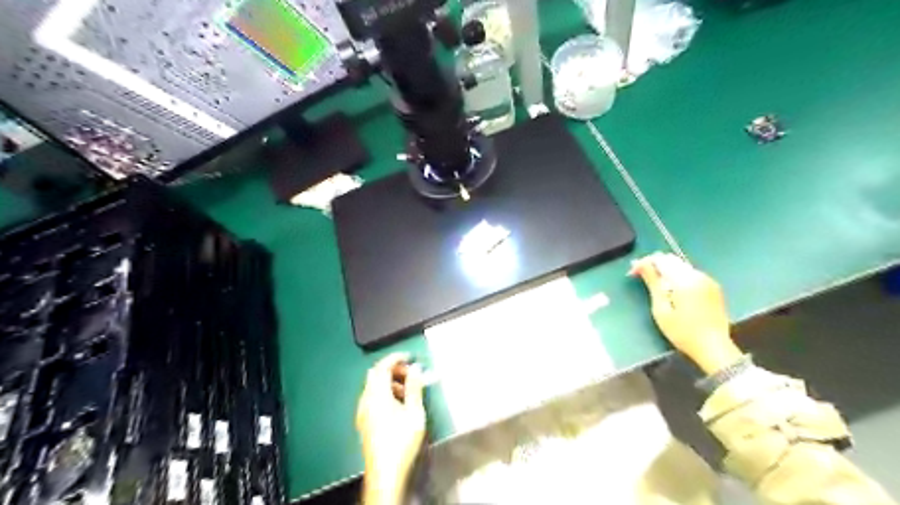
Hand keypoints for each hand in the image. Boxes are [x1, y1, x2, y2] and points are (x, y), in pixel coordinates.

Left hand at [357, 353, 425, 503]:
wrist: (385, 472)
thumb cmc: (401, 441)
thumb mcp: (414, 412)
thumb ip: (414, 387)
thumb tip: (415, 368)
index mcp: (377, 395)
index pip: (382, 366)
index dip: (396, 358)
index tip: (409, 356)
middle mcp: (366, 400)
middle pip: (376, 375)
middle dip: (393, 369)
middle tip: (411, 373)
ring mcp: (363, 411)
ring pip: (373, 387)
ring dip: (389, 382)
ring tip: (408, 389)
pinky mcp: (364, 421)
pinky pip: (372, 398)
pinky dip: (384, 393)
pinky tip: (397, 404)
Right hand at [627, 252, 741, 373]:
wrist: (714, 348)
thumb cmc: (682, 332)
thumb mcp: (661, 309)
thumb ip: (652, 283)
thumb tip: (642, 264)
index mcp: (685, 280)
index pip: (660, 260)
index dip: (644, 263)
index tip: (632, 273)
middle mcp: (698, 276)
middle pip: (672, 260)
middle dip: (655, 265)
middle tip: (641, 277)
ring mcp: (708, 281)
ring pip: (682, 266)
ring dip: (666, 271)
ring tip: (655, 285)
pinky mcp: (713, 288)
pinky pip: (692, 274)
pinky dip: (678, 277)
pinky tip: (673, 291)